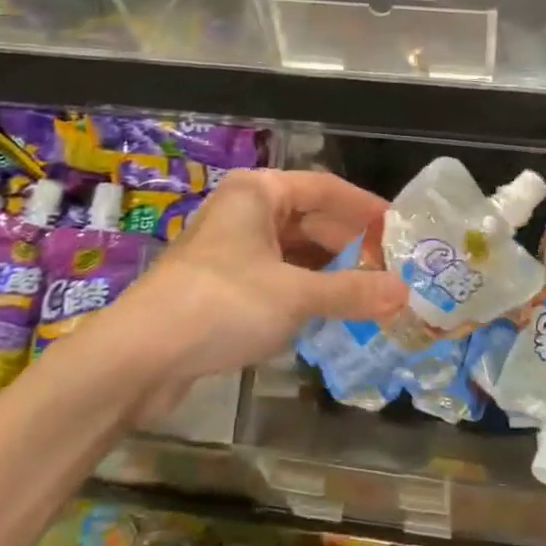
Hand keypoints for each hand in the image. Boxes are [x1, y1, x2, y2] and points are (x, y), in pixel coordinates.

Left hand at [115, 169, 407, 384]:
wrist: (140, 356)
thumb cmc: (224, 304)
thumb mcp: (297, 296)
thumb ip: (352, 292)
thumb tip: (404, 293)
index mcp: (259, 193)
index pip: (326, 189)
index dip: (365, 209)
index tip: (400, 230)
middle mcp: (244, 211)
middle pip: (310, 220)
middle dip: (350, 245)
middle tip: (392, 269)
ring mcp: (230, 249)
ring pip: (293, 252)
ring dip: (329, 273)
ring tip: (371, 293)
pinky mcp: (221, 286)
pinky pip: (276, 279)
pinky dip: (304, 292)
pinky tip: (331, 313)